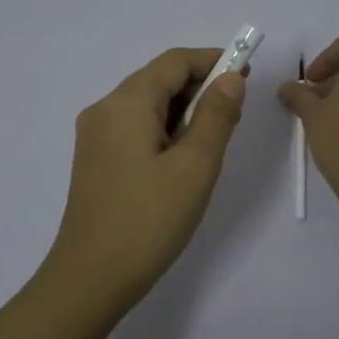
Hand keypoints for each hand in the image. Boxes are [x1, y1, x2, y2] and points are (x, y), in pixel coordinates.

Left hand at [43, 47, 246, 314]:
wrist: (91, 278)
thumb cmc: (149, 219)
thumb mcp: (195, 166)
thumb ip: (216, 116)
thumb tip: (231, 79)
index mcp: (127, 103)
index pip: (174, 62)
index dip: (213, 60)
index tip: (247, 74)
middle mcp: (105, 110)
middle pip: (157, 80)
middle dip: (200, 86)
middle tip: (237, 111)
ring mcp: (95, 137)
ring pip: (147, 106)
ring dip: (184, 110)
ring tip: (215, 137)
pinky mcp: (95, 161)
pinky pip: (135, 129)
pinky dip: (165, 130)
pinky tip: (184, 157)